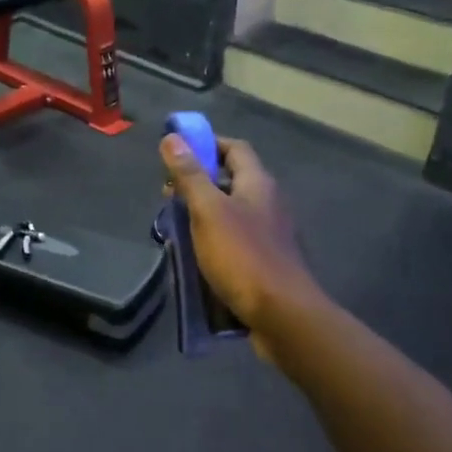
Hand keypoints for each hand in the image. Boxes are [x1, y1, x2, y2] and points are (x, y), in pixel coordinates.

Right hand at [160, 134, 321, 356]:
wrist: (282, 314)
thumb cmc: (243, 256)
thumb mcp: (208, 211)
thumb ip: (190, 176)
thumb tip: (172, 138)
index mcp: (258, 184)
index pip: (234, 148)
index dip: (206, 144)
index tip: (176, 152)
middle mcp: (268, 202)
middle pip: (232, 180)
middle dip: (199, 183)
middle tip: (169, 196)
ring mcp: (270, 233)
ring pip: (232, 212)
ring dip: (204, 214)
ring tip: (175, 228)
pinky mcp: (267, 261)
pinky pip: (236, 240)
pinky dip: (214, 240)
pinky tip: (196, 256)